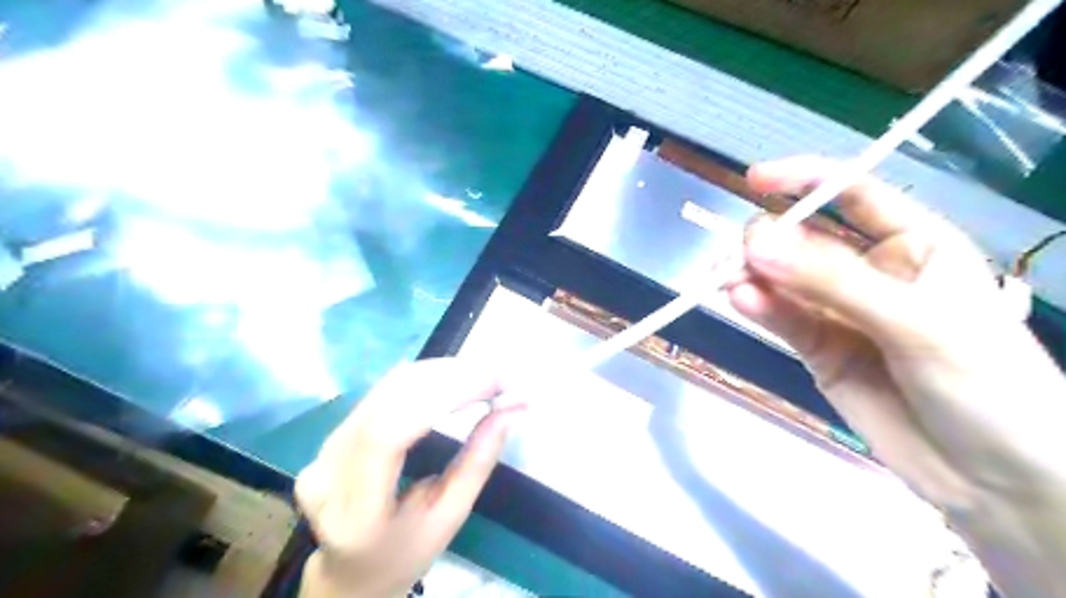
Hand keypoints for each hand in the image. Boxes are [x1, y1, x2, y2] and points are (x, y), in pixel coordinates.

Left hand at [293, 361, 524, 597]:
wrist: (350, 571)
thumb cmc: (404, 554)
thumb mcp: (449, 518)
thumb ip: (478, 462)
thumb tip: (513, 410)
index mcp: (355, 512)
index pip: (388, 435)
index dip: (442, 398)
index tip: (493, 383)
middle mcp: (328, 470)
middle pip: (388, 400)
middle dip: (450, 378)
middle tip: (499, 375)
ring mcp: (325, 447)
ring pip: (387, 387)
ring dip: (440, 372)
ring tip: (484, 374)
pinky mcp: (334, 432)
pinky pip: (385, 390)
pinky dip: (426, 377)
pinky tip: (456, 377)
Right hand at [729, 156, 1065, 597]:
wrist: (994, 481)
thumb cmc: (987, 385)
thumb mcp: (917, 323)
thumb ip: (832, 281)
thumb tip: (757, 241)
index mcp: (916, 246)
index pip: (854, 194)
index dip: (806, 180)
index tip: (756, 180)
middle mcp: (871, 272)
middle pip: (806, 240)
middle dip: (771, 241)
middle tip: (743, 256)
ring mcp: (840, 312)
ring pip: (785, 281)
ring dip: (756, 277)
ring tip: (730, 282)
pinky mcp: (817, 348)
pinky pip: (782, 318)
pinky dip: (759, 308)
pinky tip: (740, 301)